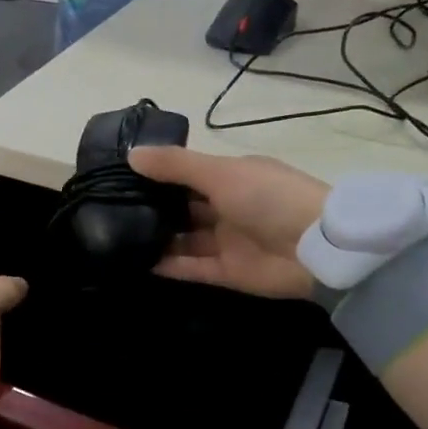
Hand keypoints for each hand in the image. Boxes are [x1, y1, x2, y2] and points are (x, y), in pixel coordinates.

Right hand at [127, 146, 327, 299]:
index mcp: (233, 177)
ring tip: (116, 237)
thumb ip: (176, 166)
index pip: (189, 174)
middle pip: (184, 208)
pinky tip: (136, 262)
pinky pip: (191, 268)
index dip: (159, 175)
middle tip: (111, 209)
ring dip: (157, 238)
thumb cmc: (269, 198)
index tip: (121, 176)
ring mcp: (228, 242)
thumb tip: (131, 155)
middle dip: (154, 208)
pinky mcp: (227, 273)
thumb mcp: (221, 173)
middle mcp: (228, 208)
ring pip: (185, 239)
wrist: (316, 249)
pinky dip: (167, 266)